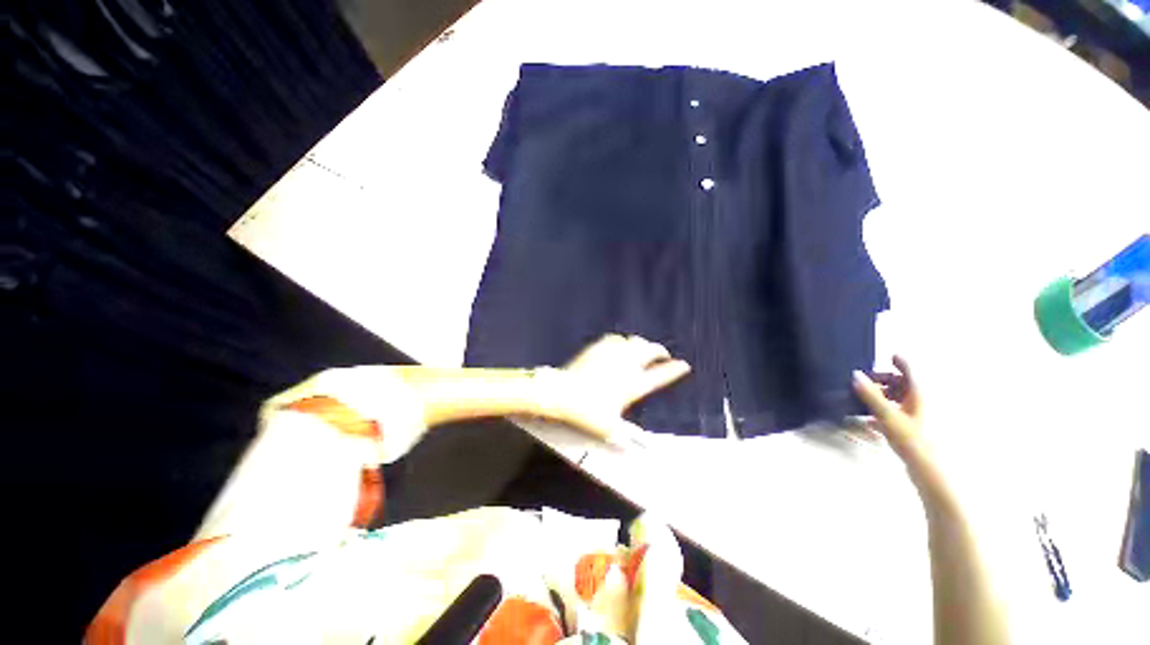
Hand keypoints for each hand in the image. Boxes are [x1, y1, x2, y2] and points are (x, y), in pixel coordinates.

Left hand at [538, 334, 690, 445]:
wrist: (563, 392)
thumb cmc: (586, 412)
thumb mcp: (608, 427)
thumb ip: (625, 436)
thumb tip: (639, 449)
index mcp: (632, 386)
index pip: (659, 376)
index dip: (673, 370)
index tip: (683, 366)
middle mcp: (626, 366)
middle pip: (650, 351)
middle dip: (660, 351)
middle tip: (663, 354)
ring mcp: (612, 354)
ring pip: (634, 342)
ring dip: (642, 344)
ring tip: (644, 348)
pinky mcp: (599, 348)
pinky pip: (616, 339)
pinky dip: (622, 341)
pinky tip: (621, 344)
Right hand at [852, 356, 925, 462]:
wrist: (926, 469)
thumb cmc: (911, 439)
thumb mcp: (888, 416)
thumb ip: (871, 395)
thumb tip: (855, 375)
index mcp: (917, 395)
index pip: (910, 371)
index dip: (900, 361)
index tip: (889, 355)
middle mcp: (918, 402)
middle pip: (901, 384)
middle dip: (883, 380)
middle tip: (863, 381)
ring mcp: (915, 415)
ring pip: (897, 398)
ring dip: (881, 395)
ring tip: (862, 399)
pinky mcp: (910, 427)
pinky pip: (894, 411)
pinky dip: (882, 409)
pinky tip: (868, 419)